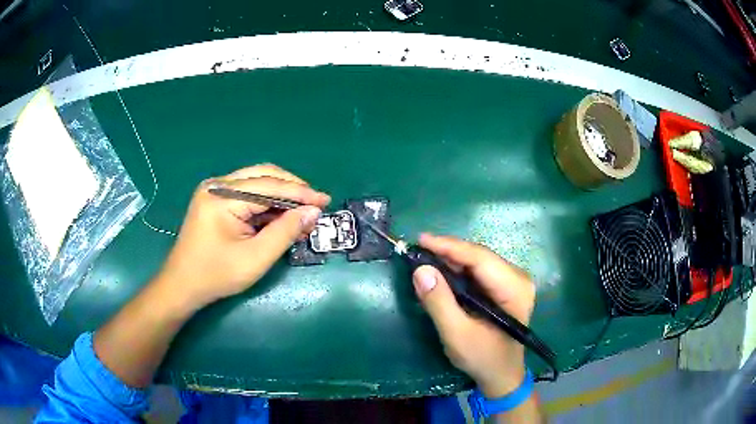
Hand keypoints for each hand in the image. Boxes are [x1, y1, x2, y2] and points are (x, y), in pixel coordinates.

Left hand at [156, 164, 330, 310]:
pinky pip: (248, 194)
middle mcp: (218, 185)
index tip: (325, 201)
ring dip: (281, 196)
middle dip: (292, 189)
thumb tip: (313, 211)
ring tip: (302, 214)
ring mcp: (215, 191)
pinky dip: (267, 204)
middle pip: (263, 175)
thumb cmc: (216, 275)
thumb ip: (285, 232)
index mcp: (222, 196)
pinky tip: (281, 218)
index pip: (269, 186)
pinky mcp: (216, 200)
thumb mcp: (255, 258)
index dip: (300, 192)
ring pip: (257, 182)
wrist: (182, 285)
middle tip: (315, 204)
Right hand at [412, 233, 535, 397]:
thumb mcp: (457, 335)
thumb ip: (439, 303)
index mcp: (514, 288)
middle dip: (448, 252)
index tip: (421, 240)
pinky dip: (458, 270)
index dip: (449, 246)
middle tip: (418, 251)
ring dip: (451, 259)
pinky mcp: (505, 287)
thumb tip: (421, 270)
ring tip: (425, 258)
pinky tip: (442, 271)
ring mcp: (513, 281)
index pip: (480, 258)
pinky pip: (479, 271)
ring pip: (478, 261)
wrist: (501, 375)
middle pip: (480, 256)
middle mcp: (518, 278)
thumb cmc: (483, 358)